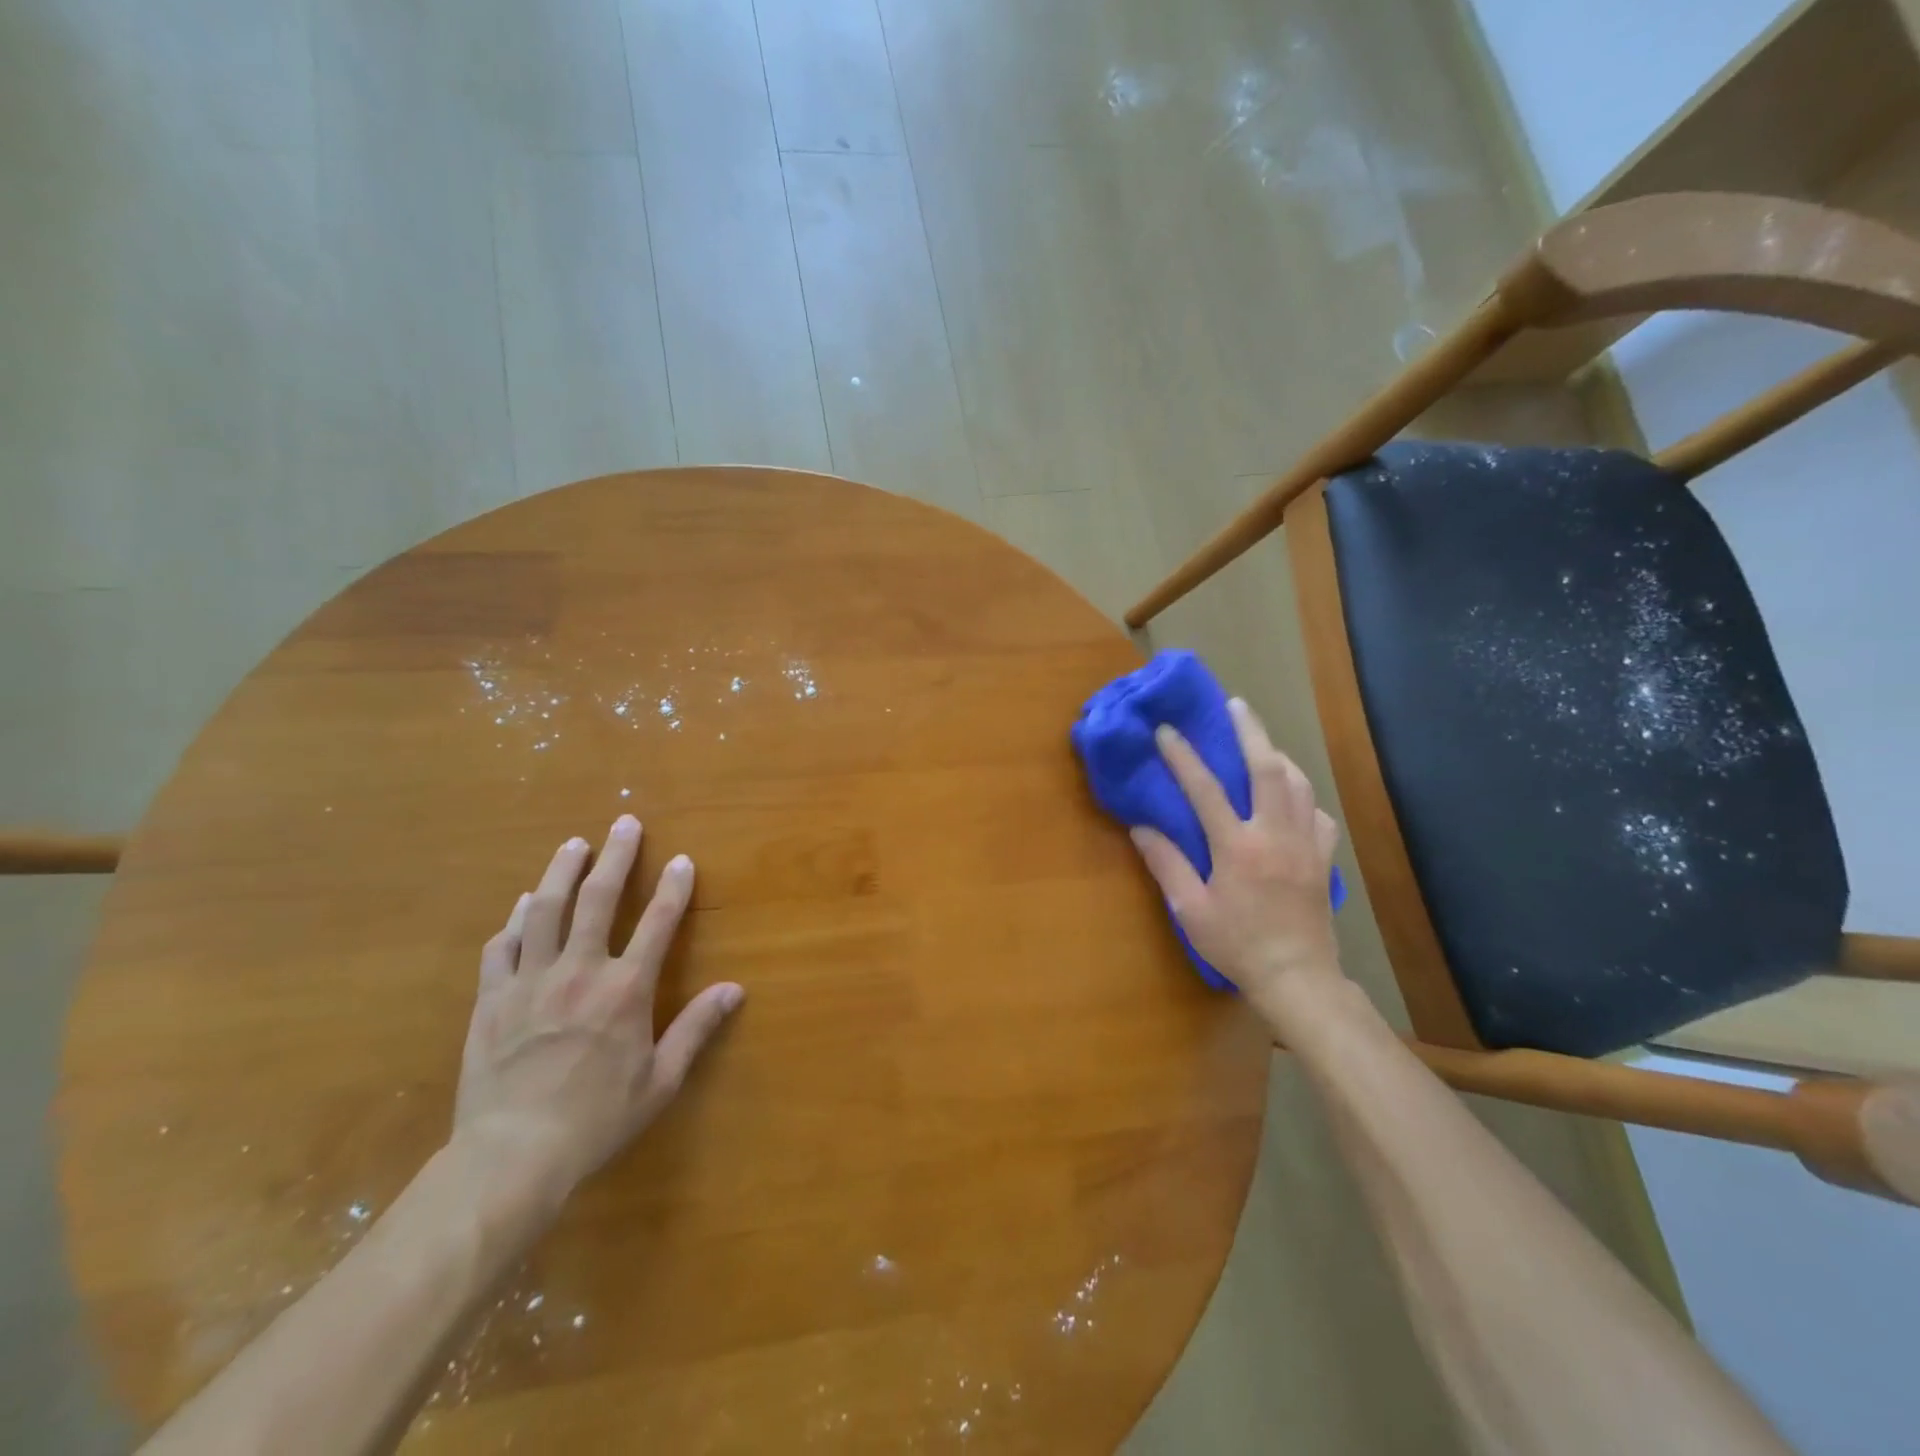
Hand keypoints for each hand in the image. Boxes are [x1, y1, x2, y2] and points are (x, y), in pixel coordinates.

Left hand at [453, 815, 743, 1194]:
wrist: (511, 1157)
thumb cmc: (596, 1119)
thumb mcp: (661, 1081)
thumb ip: (696, 1028)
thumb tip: (734, 989)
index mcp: (625, 990)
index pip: (658, 923)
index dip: (674, 887)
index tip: (681, 860)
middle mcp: (579, 972)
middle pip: (599, 899)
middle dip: (616, 857)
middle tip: (624, 823)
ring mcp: (530, 982)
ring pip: (545, 911)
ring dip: (560, 873)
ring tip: (572, 846)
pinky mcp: (491, 1000)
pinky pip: (502, 948)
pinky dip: (514, 922)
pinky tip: (522, 907)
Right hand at [1130, 698, 1343, 1005]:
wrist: (1297, 977)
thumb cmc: (1236, 945)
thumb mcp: (1190, 910)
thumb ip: (1166, 864)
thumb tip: (1140, 827)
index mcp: (1238, 847)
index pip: (1206, 789)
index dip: (1183, 756)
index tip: (1167, 730)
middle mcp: (1276, 835)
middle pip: (1268, 768)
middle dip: (1250, 731)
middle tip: (1235, 705)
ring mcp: (1306, 844)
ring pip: (1299, 784)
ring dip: (1278, 756)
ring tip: (1261, 743)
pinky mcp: (1324, 859)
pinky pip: (1317, 814)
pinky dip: (1303, 796)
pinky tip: (1291, 798)